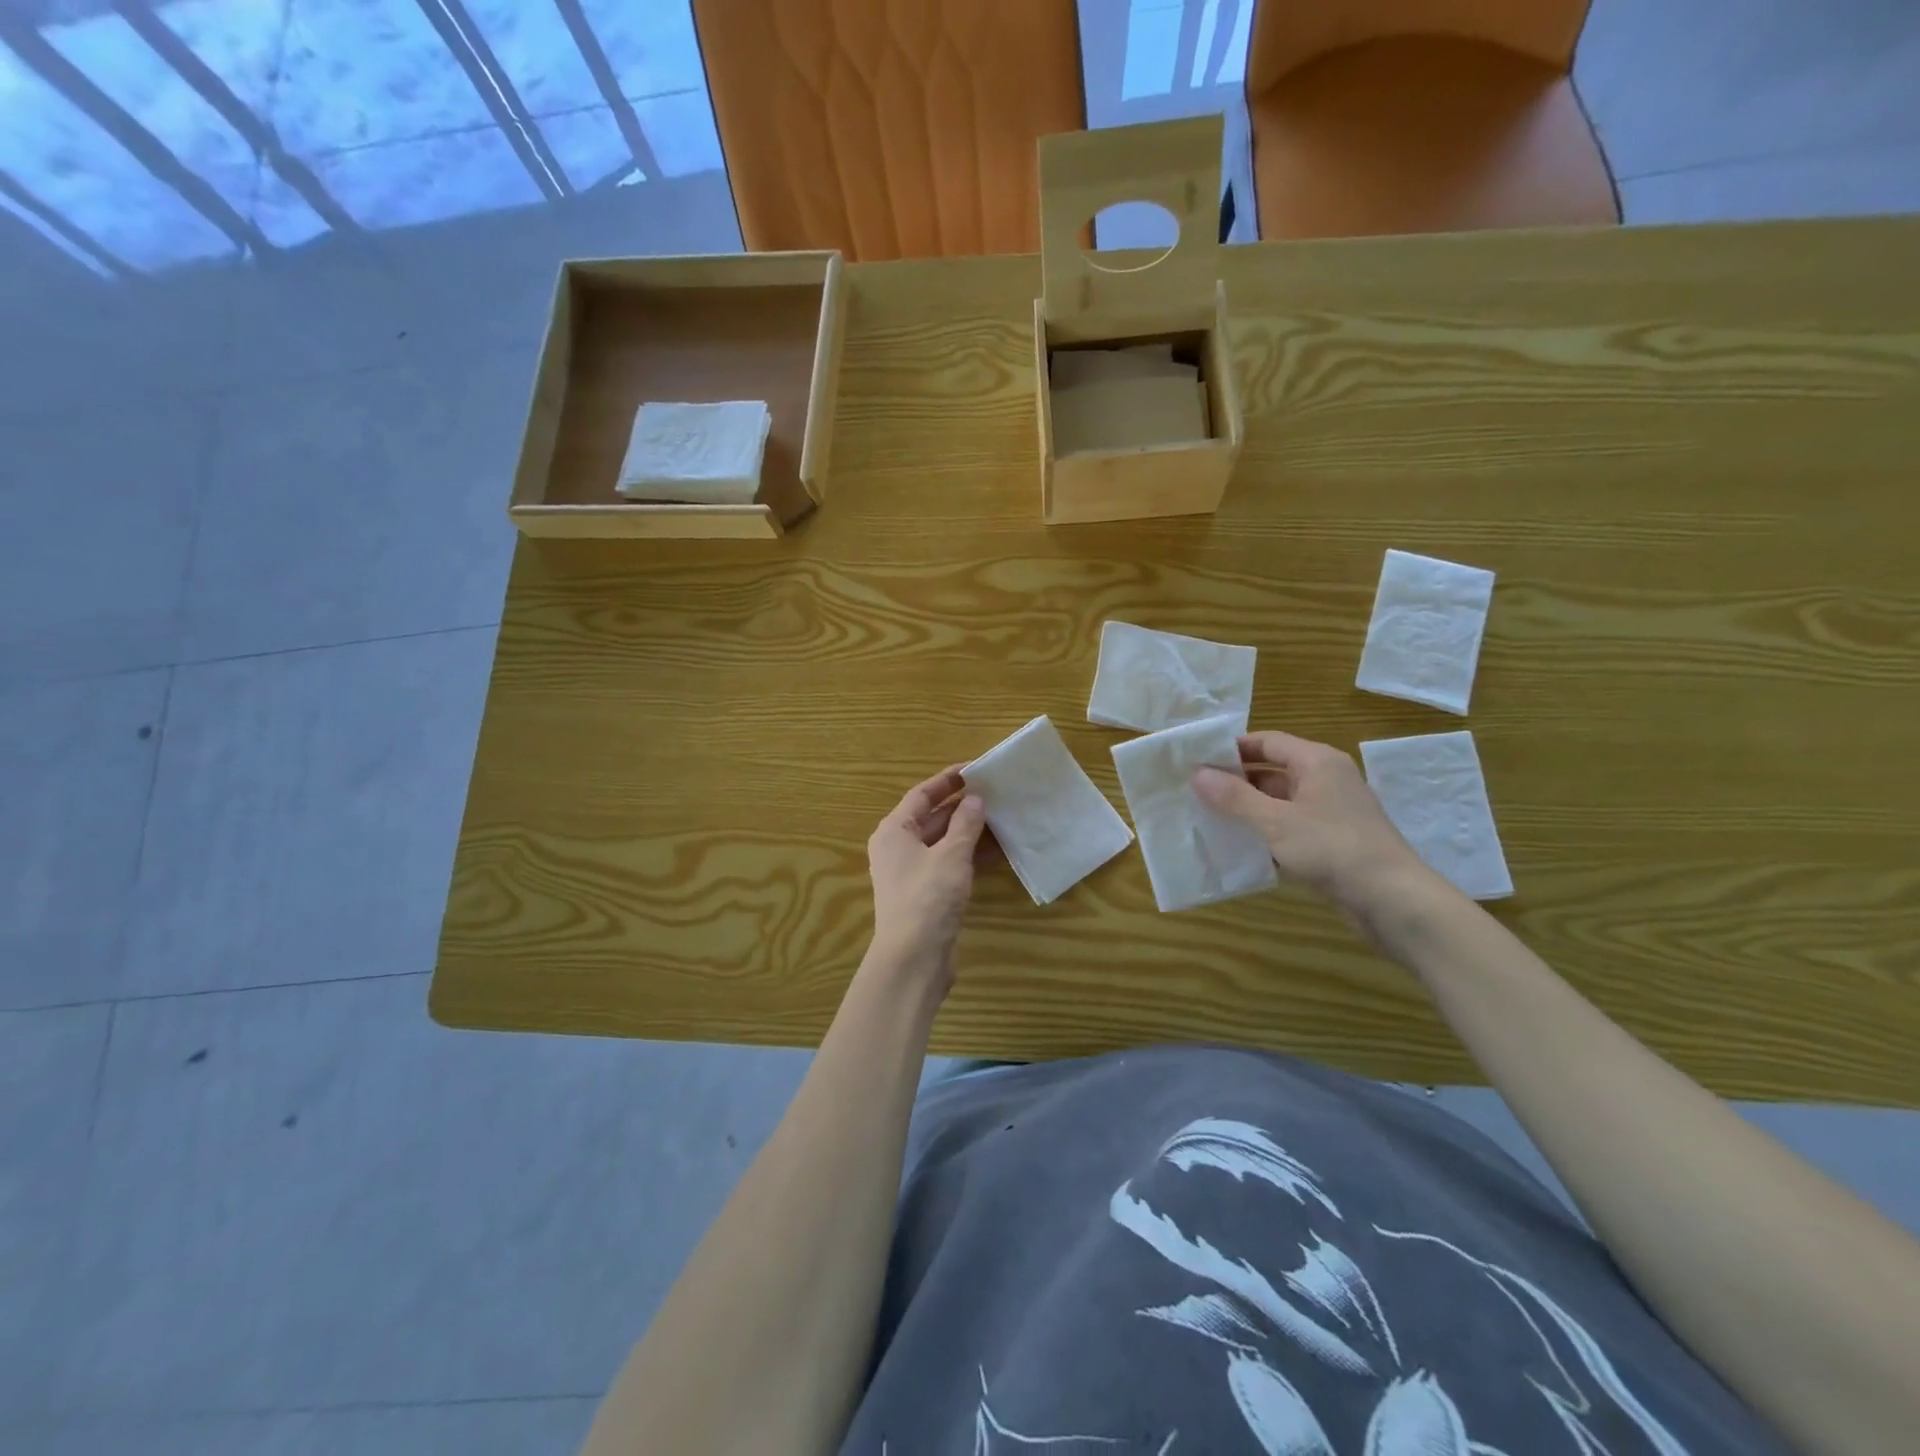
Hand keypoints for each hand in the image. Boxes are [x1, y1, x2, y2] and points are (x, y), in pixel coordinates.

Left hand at [866, 767, 988, 987]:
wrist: (914, 959)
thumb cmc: (927, 898)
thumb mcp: (951, 855)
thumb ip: (965, 824)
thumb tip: (975, 800)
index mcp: (894, 831)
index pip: (921, 795)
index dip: (947, 781)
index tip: (975, 769)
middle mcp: (898, 848)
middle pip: (931, 817)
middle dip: (962, 806)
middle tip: (994, 792)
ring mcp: (912, 873)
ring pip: (943, 842)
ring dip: (969, 831)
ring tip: (1001, 816)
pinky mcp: (926, 894)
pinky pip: (949, 864)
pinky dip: (969, 856)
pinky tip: (996, 851)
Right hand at [1192, 730, 1438, 921]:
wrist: (1393, 899)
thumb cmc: (1332, 848)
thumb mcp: (1276, 821)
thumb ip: (1234, 797)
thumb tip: (1197, 774)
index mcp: (1317, 761)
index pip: (1267, 741)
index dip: (1231, 748)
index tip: (1196, 760)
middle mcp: (1326, 778)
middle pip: (1272, 769)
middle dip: (1236, 780)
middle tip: (1196, 791)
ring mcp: (1331, 810)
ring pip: (1280, 799)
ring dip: (1248, 808)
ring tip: (1209, 817)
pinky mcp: (1333, 839)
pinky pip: (1291, 824)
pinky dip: (1266, 830)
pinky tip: (1240, 845)